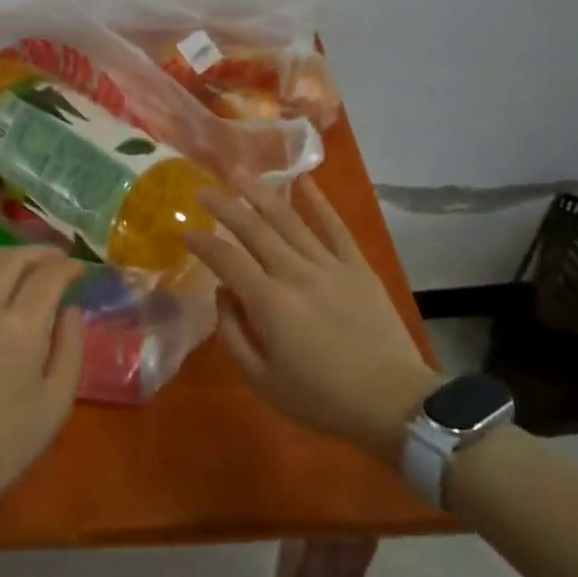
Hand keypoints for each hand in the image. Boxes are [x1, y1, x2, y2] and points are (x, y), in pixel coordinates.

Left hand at [0, 247, 85, 534]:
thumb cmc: (5, 443)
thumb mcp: (57, 403)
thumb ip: (71, 347)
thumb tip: (71, 308)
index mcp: (21, 328)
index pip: (49, 276)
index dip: (68, 266)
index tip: (80, 269)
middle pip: (12, 258)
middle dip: (39, 252)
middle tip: (55, 259)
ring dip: (5, 255)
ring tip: (22, 265)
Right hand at [186, 175, 439, 461]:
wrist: (394, 403)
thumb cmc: (322, 399)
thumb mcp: (262, 380)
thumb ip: (233, 334)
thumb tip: (222, 294)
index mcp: (270, 303)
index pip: (226, 260)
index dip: (201, 242)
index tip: (183, 230)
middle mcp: (296, 273)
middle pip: (254, 229)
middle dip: (224, 206)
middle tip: (202, 189)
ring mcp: (330, 265)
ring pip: (289, 220)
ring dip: (261, 193)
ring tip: (240, 173)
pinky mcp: (358, 267)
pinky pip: (336, 227)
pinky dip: (320, 202)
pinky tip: (304, 181)